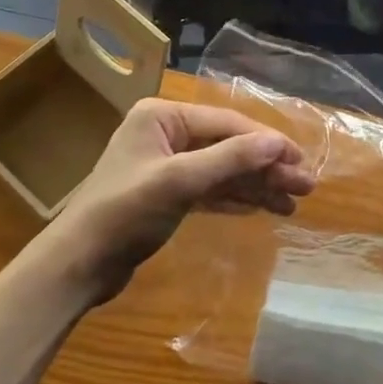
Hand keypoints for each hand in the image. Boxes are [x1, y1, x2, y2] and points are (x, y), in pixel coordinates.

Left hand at [40, 99, 314, 305]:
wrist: (76, 267)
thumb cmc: (124, 213)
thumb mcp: (179, 181)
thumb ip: (230, 158)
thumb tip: (279, 142)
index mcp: (163, 116)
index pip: (227, 124)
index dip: (267, 142)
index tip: (300, 161)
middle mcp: (167, 133)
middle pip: (229, 146)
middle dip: (266, 166)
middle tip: (306, 186)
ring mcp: (166, 164)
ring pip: (223, 170)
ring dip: (256, 185)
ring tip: (292, 203)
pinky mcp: (167, 194)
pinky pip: (211, 190)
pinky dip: (236, 198)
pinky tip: (262, 208)